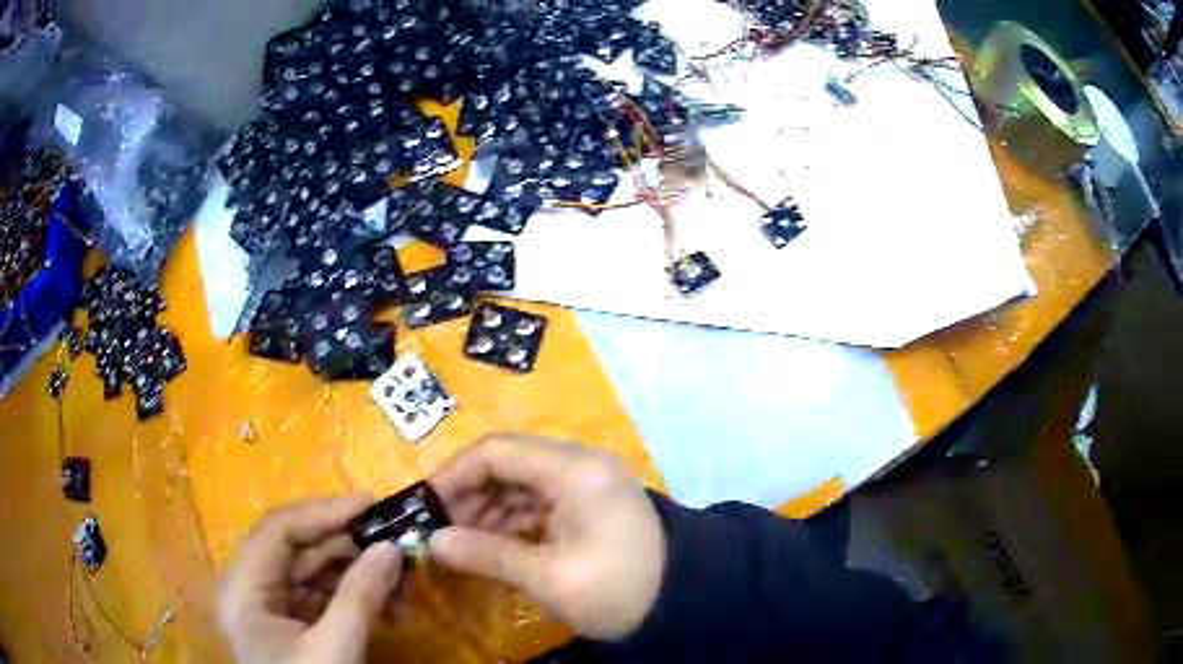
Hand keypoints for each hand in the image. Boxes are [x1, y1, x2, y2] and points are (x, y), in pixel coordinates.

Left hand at [218, 495, 403, 663]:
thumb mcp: (335, 649)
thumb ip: (360, 596)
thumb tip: (392, 547)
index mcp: (243, 589)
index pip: (278, 530)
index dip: (323, 512)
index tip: (370, 503)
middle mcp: (250, 589)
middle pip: (297, 549)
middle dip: (348, 545)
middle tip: (394, 537)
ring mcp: (270, 608)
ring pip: (312, 573)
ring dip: (357, 572)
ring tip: (401, 576)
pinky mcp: (290, 624)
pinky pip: (321, 597)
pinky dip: (353, 597)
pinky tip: (388, 604)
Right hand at [428, 435, 664, 640]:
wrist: (685, 602)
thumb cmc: (618, 590)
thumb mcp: (549, 578)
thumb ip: (487, 556)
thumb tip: (433, 543)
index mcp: (574, 471)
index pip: (497, 452)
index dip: (455, 474)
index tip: (426, 506)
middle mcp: (580, 464)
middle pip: (509, 463)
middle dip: (470, 494)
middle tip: (442, 530)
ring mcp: (588, 483)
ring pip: (522, 482)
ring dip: (489, 509)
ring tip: (463, 543)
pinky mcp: (591, 503)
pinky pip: (541, 500)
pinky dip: (514, 520)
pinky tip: (494, 545)